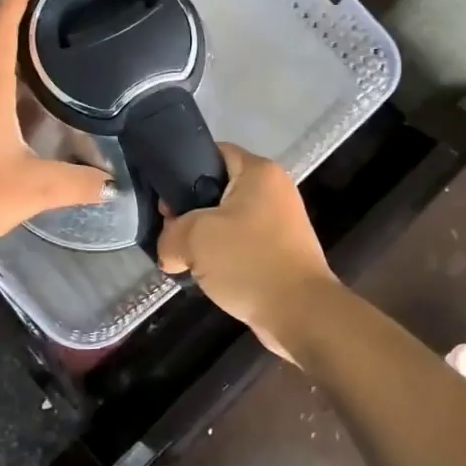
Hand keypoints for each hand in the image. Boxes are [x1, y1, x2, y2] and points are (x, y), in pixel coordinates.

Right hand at [157, 144, 337, 359]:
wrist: (300, 313)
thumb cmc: (249, 261)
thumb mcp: (194, 238)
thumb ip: (170, 235)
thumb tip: (170, 251)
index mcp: (259, 172)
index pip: (213, 153)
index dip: (183, 170)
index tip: (165, 200)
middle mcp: (274, 189)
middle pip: (218, 189)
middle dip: (190, 212)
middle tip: (170, 234)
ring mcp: (280, 222)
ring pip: (228, 220)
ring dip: (205, 239)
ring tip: (184, 258)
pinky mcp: (281, 251)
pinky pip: (242, 244)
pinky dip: (223, 257)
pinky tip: (206, 275)